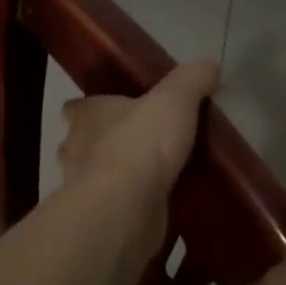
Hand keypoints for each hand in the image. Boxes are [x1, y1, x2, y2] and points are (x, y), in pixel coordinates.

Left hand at [56, 58, 220, 215]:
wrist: (128, 205)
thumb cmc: (141, 142)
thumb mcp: (175, 99)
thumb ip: (191, 80)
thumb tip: (209, 65)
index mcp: (87, 116)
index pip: (76, 108)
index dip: (89, 108)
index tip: (110, 110)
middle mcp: (76, 149)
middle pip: (81, 144)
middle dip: (101, 145)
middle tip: (137, 145)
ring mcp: (84, 189)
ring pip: (94, 178)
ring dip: (114, 178)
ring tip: (149, 178)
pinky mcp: (100, 219)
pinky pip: (114, 208)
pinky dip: (129, 207)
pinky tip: (154, 207)